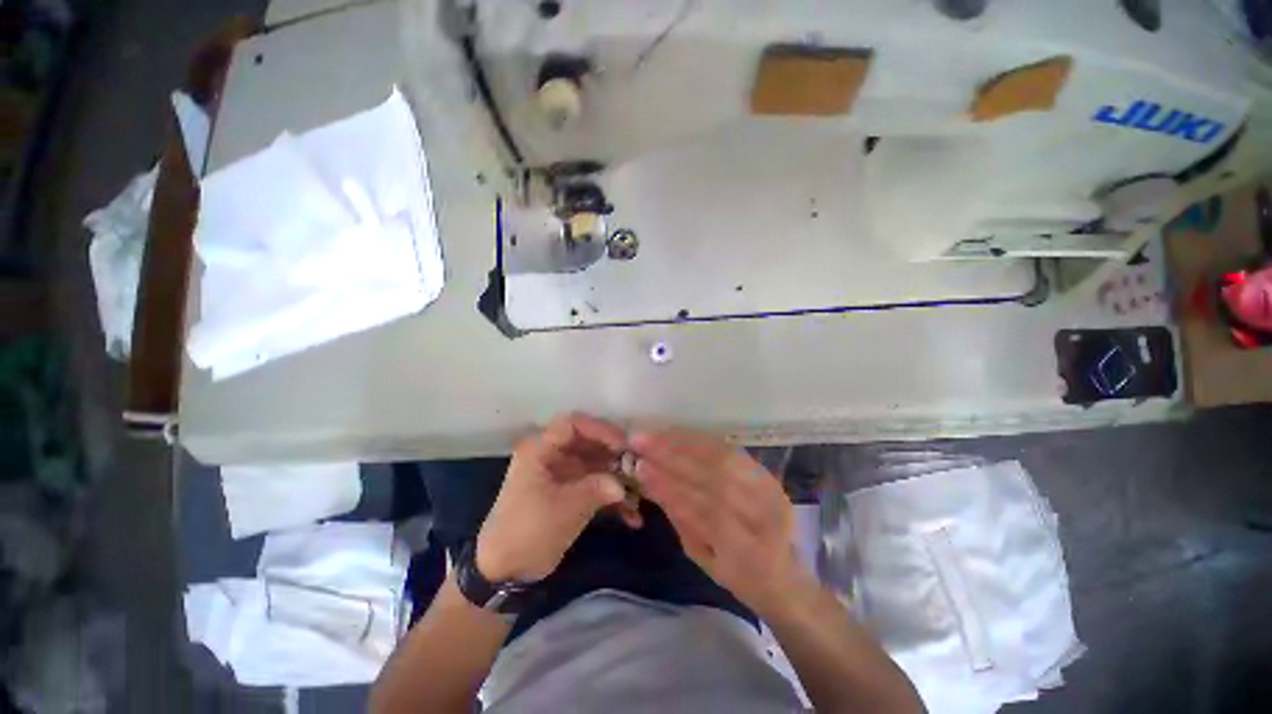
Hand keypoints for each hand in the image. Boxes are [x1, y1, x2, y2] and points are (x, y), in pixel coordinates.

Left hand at [476, 414, 627, 582]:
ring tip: (640, 493)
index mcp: (540, 449)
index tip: (624, 445)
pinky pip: (595, 486)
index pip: (573, 424)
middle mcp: (552, 455)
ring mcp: (562, 475)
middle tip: (639, 468)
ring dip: (618, 479)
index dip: (600, 429)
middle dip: (615, 455)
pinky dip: (613, 499)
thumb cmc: (529, 531)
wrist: (505, 572)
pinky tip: (632, 516)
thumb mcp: (565, 508)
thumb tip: (624, 485)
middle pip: (589, 443)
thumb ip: (597, 488)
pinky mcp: (569, 493)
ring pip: (596, 465)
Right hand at [631, 428, 803, 614]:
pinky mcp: (768, 475)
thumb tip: (651, 482)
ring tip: (656, 435)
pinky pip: (732, 450)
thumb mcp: (703, 559)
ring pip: (723, 459)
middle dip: (673, 457)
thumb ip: (681, 519)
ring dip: (685, 443)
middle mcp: (766, 518)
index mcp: (750, 554)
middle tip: (641, 442)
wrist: (787, 574)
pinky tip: (679, 434)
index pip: (705, 511)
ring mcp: (771, 493)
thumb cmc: (737, 576)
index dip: (671, 487)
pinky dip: (703, 441)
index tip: (641, 468)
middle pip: (716, 478)